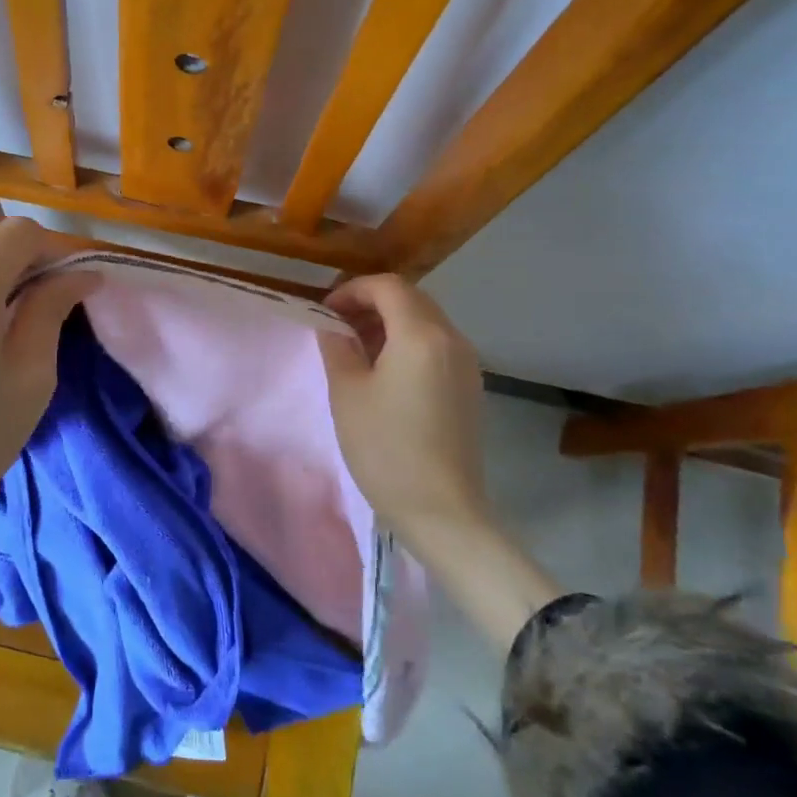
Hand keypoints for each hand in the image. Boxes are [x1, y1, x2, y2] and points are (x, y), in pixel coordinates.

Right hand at [317, 274, 488, 544]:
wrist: (442, 510)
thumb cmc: (386, 448)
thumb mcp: (348, 394)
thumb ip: (338, 348)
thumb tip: (334, 328)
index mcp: (421, 335)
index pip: (388, 287)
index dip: (352, 290)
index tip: (326, 312)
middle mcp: (452, 339)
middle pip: (411, 299)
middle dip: (371, 304)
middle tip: (338, 327)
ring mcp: (466, 364)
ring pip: (426, 323)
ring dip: (390, 324)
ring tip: (357, 350)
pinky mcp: (470, 388)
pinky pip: (437, 347)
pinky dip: (408, 344)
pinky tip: (385, 373)